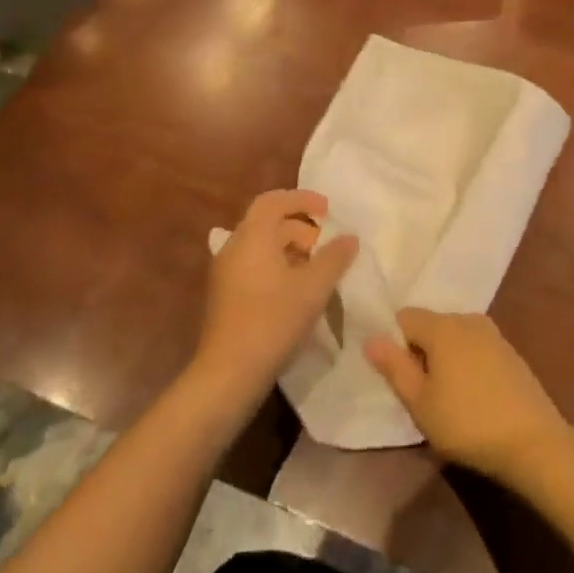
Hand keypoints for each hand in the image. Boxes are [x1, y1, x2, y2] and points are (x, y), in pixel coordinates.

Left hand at [193, 189, 357, 410]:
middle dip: (299, 227)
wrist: (228, 372)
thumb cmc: (273, 320)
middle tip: (325, 245)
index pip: (274, 200)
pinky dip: (276, 266)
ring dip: (289, 249)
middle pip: (267, 223)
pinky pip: (253, 266)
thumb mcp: (313, 288)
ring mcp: (225, 272)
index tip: (327, 210)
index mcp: (252, 236)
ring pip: (260, 246)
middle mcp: (234, 247)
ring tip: (315, 269)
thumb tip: (350, 237)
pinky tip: (295, 291)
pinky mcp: (224, 296)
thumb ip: (334, 258)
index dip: (302, 199)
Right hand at [366, 310, 572, 485]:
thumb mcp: (420, 402)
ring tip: (445, 398)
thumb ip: (394, 367)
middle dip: (419, 352)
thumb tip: (370, 338)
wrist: (534, 442)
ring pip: (453, 337)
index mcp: (442, 326)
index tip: (397, 377)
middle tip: (419, 393)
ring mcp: (493, 334)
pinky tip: (472, 397)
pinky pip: (474, 348)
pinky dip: (466, 364)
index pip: (404, 317)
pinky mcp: (510, 352)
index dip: (394, 343)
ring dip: (443, 359)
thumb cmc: (468, 423)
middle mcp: (467, 319)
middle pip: (430, 325)